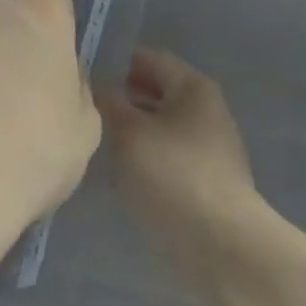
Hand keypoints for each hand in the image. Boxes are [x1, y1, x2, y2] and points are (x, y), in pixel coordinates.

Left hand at [0, 0, 101, 257]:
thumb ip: (75, 90)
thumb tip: (56, 82)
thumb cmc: (36, 149)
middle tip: (25, 99)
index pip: (56, 3)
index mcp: (42, 12)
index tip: (58, 74)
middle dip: (16, 48)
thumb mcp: (86, 128)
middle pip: (10, 21)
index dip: (58, 37)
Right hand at [96, 50, 267, 283]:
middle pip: (156, 92)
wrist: (223, 247)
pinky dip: (146, 159)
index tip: (82, 75)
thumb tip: (98, 84)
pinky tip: (121, 176)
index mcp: (192, 86)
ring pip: (161, 127)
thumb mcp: (129, 134)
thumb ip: (109, 103)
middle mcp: (206, 109)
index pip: (148, 58)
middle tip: (83, 111)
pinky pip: (169, 156)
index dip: (114, 63)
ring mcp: (210, 147)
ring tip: (97, 144)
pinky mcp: (208, 182)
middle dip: (122, 99)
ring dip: (132, 132)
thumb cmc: (173, 176)